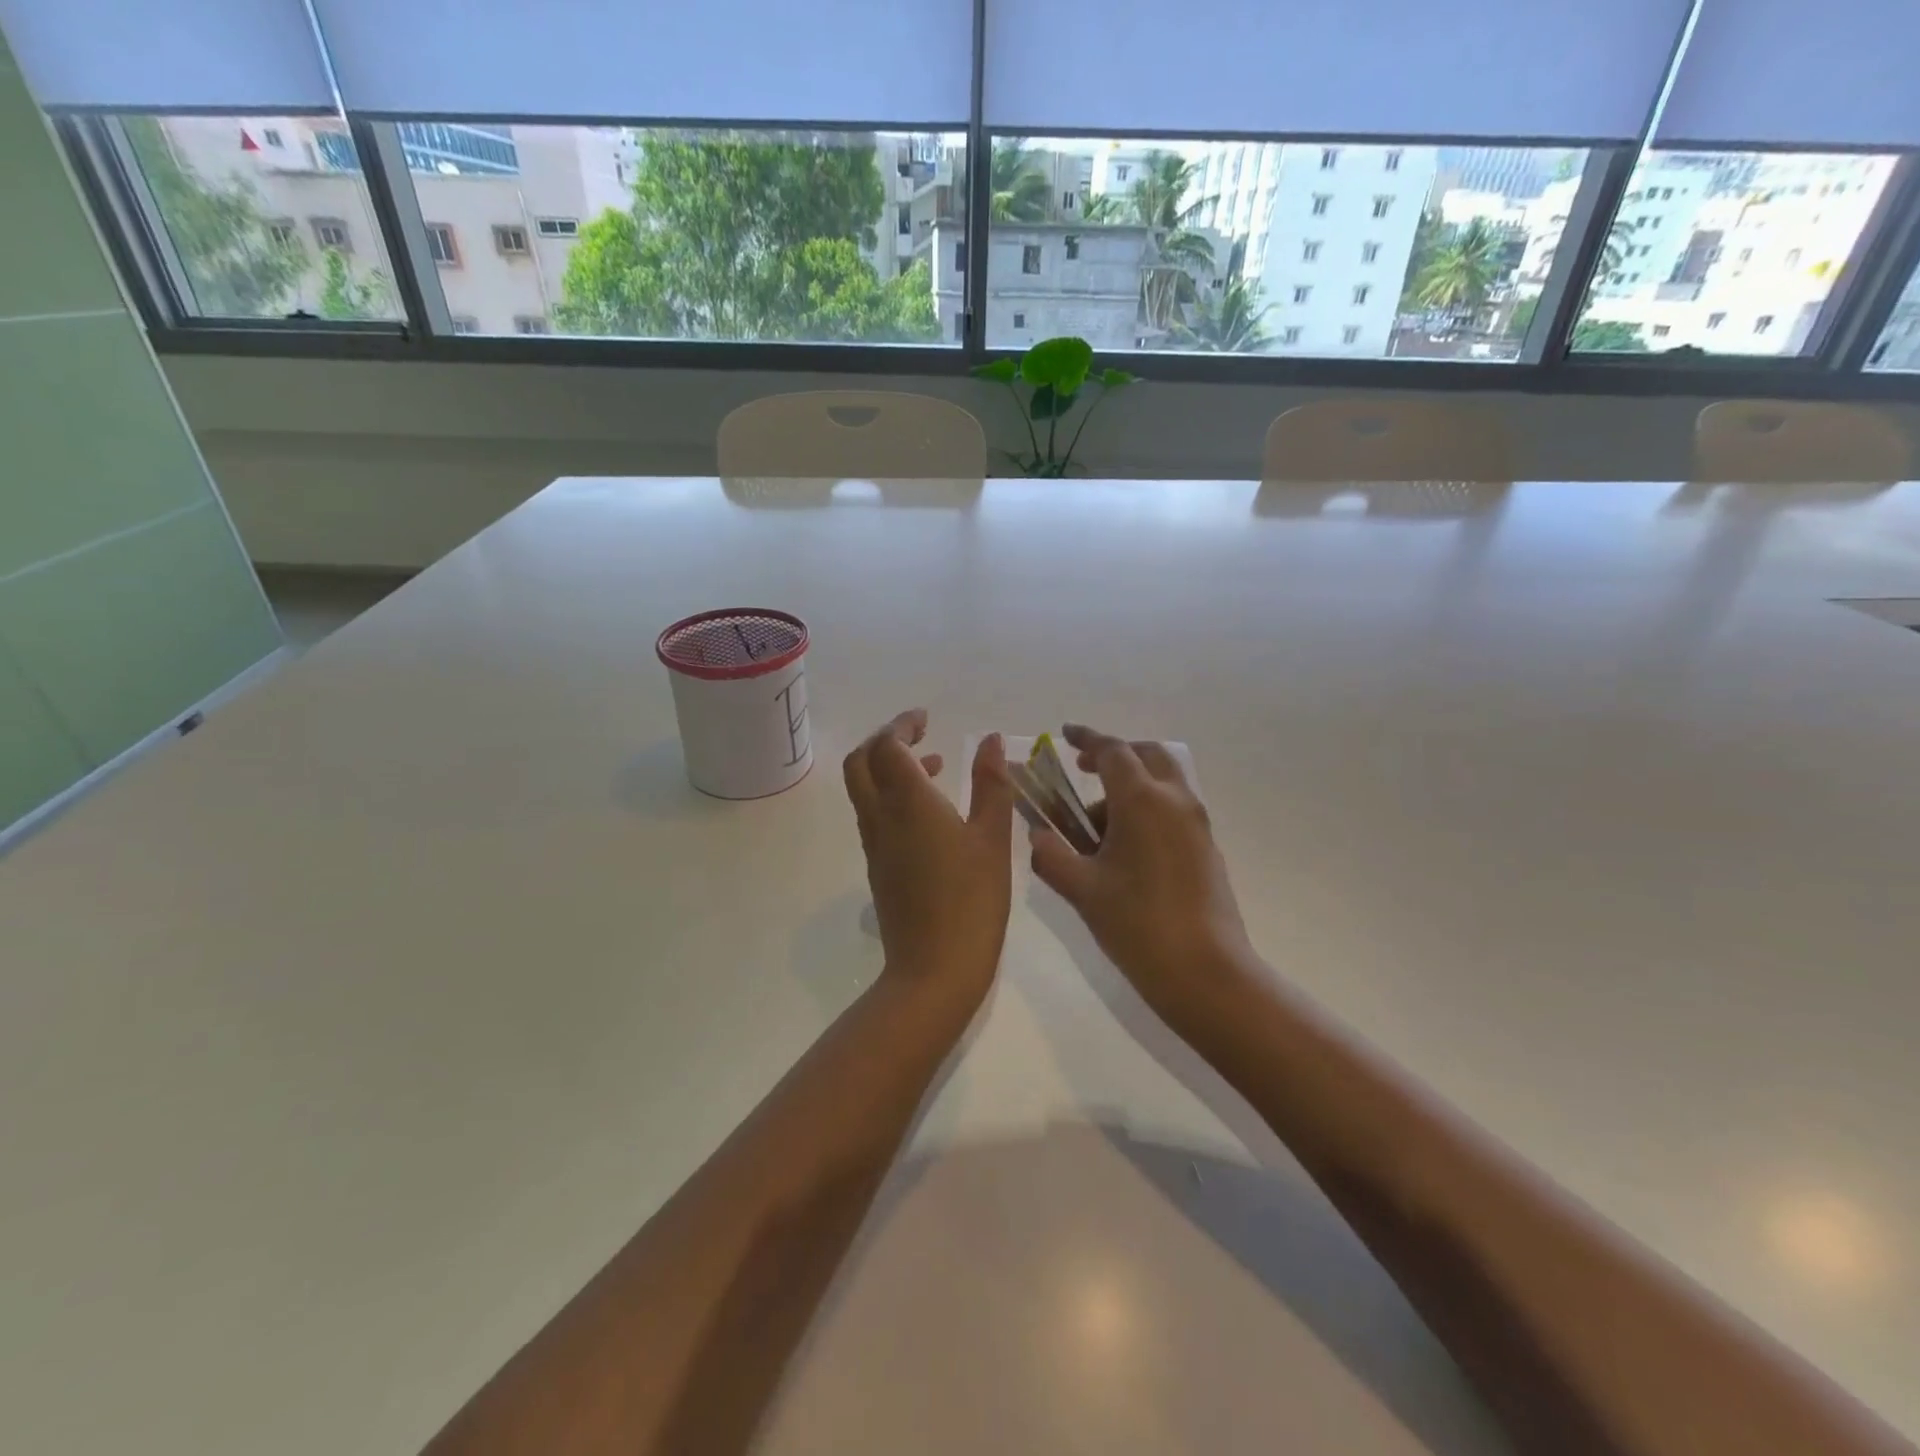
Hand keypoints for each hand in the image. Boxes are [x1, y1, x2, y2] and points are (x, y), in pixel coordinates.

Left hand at [843, 710, 1014, 1015]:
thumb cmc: (972, 900)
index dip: (902, 724)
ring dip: (888, 766)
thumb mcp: (993, 838)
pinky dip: (892, 795)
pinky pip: (874, 814)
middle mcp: (881, 817)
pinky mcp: (878, 866)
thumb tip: (989, 741)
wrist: (934, 970)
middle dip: (884, 739)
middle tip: (919, 734)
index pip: (887, 745)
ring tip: (934, 765)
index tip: (926, 718)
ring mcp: (874, 844)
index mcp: (907, 802)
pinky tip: (930, 810)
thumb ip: (992, 784)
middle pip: (860, 762)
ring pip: (864, 788)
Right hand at [1028, 724, 1255, 1028]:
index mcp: (1142, 800)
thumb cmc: (1137, 924)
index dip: (1087, 739)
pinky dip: (1148, 808)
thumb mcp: (1081, 889)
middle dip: (1115, 755)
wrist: (1206, 972)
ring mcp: (1197, 824)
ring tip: (1096, 827)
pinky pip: (1174, 809)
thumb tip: (1037, 835)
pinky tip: (1124, 850)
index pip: (1113, 751)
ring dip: (1131, 786)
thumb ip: (1051, 855)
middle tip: (1085, 770)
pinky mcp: (1207, 848)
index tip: (1066, 735)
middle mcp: (1175, 800)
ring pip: (1164, 782)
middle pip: (1148, 755)